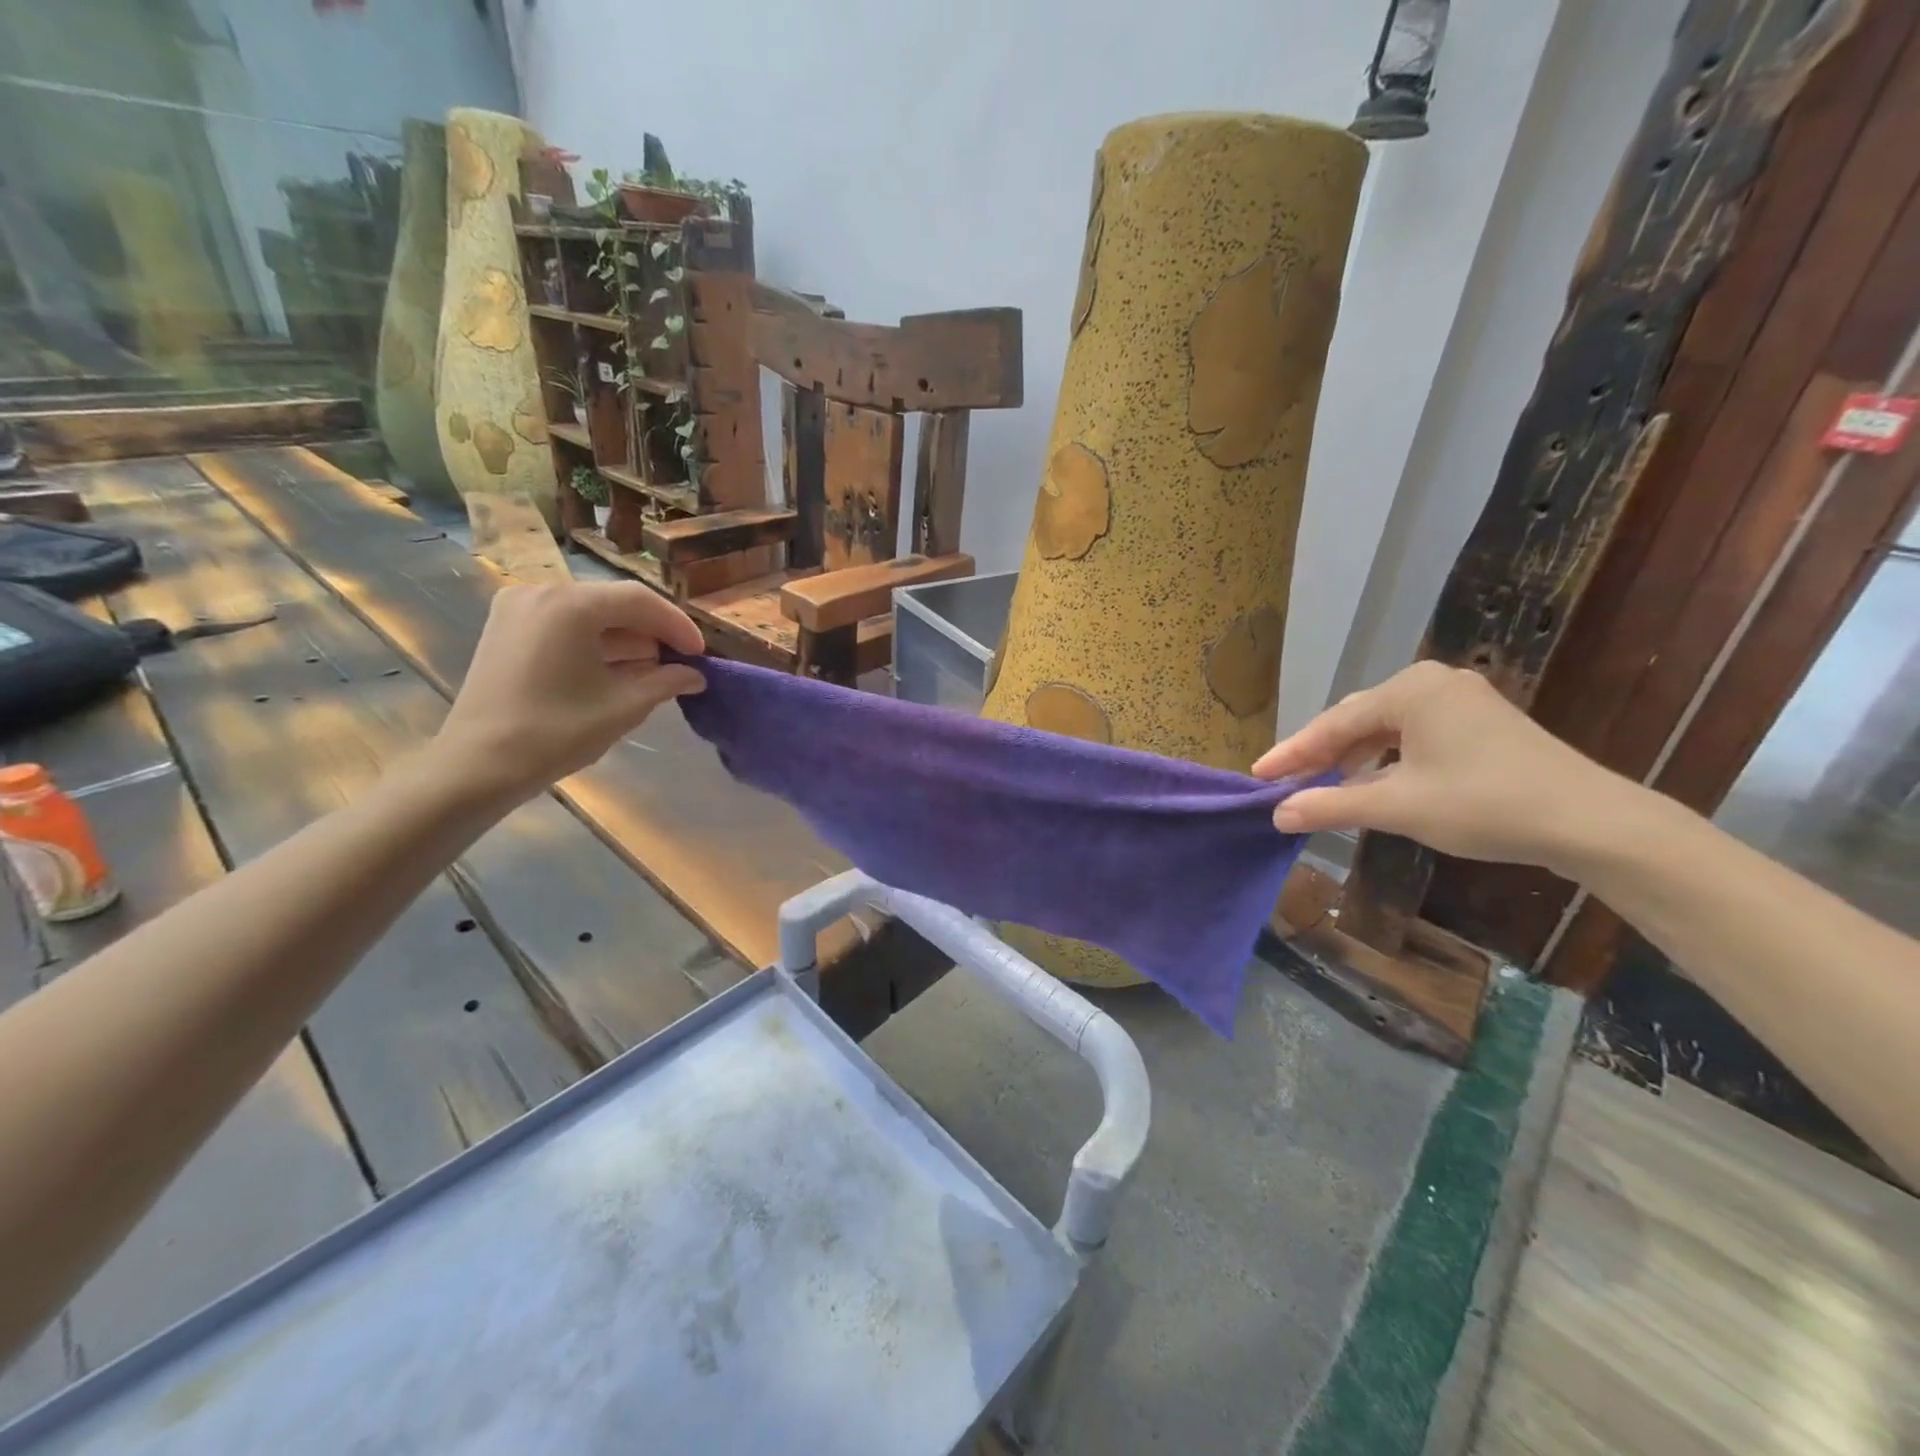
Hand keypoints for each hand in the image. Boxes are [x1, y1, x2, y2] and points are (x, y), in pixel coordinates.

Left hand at [434, 581, 705, 799]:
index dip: (677, 626)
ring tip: (653, 672)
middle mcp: (542, 593)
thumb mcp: (624, 706)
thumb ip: (666, 682)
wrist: (478, 765)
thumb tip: (695, 675)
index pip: (640, 601)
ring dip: (625, 640)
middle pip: (614, 603)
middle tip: (680, 663)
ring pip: (590, 614)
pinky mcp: (506, 629)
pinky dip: (595, 643)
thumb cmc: (557, 732)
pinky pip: (565, 625)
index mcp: (571, 605)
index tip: (701, 654)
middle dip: (651, 633)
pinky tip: (616, 670)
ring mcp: (518, 608)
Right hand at [1252, 661, 1624, 872]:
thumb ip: (1331, 806)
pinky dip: (1385, 759)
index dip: (1292, 753)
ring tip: (1322, 786)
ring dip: (1352, 758)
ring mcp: (1461, 700)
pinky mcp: (1480, 722)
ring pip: (1385, 728)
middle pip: (1357, 719)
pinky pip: (1413, 735)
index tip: (1257, 776)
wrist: (1592, 822)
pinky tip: (1373, 782)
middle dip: (1320, 753)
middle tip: (1284, 782)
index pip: (1333, 722)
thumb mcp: (1397, 806)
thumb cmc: (1485, 804)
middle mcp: (1433, 683)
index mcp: (1410, 690)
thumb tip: (1277, 814)